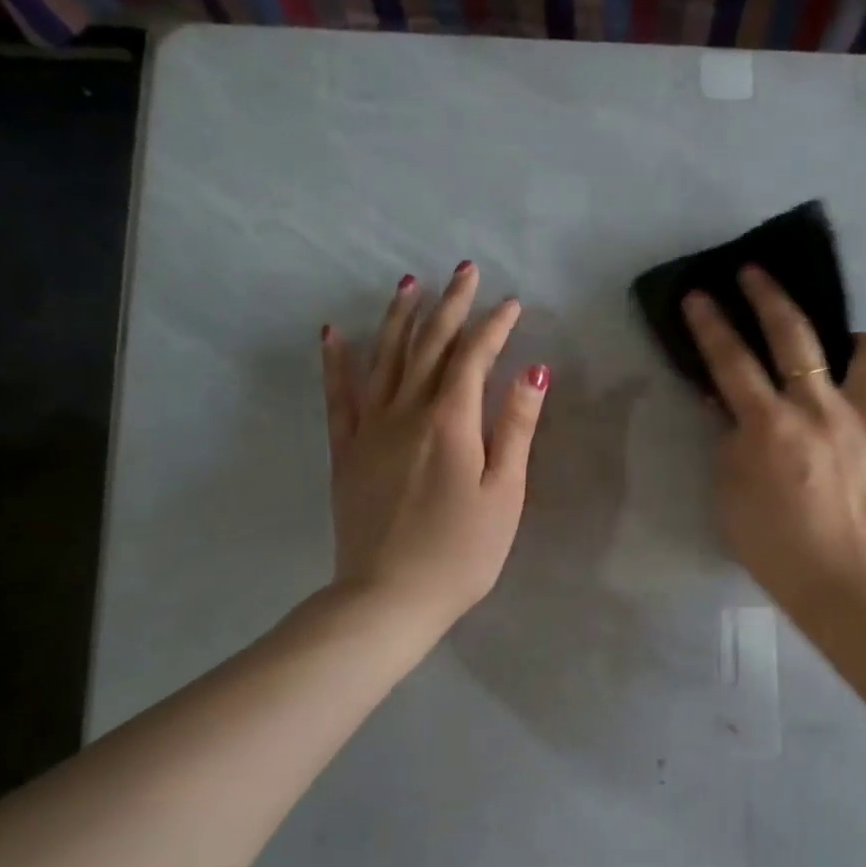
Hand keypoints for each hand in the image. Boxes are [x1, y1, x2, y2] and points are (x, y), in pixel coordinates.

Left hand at [322, 263, 548, 633]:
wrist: (389, 596)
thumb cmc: (461, 551)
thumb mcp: (504, 493)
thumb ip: (515, 428)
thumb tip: (533, 371)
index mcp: (450, 421)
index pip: (473, 357)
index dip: (494, 326)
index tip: (512, 303)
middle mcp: (405, 411)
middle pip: (428, 345)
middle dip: (449, 305)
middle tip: (463, 270)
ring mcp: (369, 429)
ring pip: (383, 358)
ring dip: (398, 317)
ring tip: (408, 284)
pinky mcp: (345, 451)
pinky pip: (338, 395)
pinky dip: (335, 361)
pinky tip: (333, 333)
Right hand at [682, 266, 865, 612]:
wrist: (847, 584)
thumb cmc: (777, 548)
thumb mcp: (730, 497)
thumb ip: (728, 443)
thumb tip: (727, 405)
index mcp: (770, 427)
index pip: (731, 360)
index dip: (711, 324)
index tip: (700, 294)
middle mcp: (821, 409)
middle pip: (794, 333)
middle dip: (768, 294)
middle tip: (754, 273)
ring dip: (855, 344)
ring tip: (846, 358)